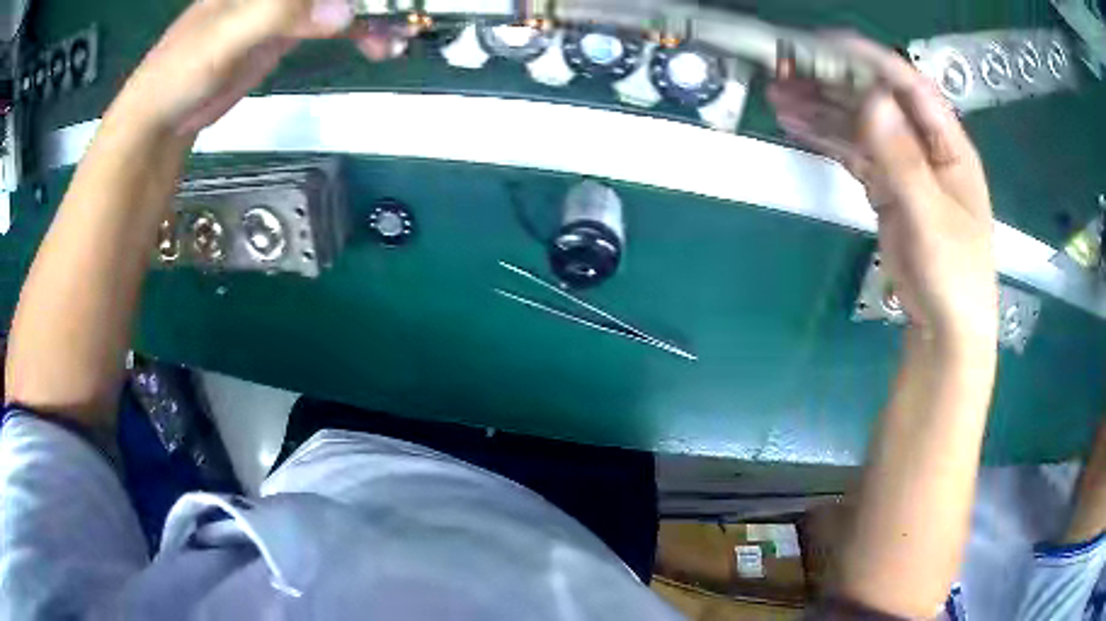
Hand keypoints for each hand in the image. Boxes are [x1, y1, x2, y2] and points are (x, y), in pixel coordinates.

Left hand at [110, 0, 411, 135]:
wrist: (162, 116)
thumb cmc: (180, 71)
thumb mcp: (225, 38)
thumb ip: (280, 15)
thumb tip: (345, 11)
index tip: (383, 0)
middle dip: (376, 0)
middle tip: (409, 15)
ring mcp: (287, 6)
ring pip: (342, 1)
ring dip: (377, 14)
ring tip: (400, 38)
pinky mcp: (288, 32)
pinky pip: (335, 23)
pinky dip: (360, 32)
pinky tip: (379, 47)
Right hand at [769, 35, 997, 345]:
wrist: (947, 329)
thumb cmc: (955, 275)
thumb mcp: (932, 218)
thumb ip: (903, 160)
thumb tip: (871, 99)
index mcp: (948, 145)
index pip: (909, 86)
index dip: (869, 60)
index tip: (824, 45)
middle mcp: (925, 146)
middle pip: (877, 100)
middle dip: (833, 82)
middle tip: (785, 70)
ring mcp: (905, 167)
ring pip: (860, 125)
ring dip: (821, 108)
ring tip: (778, 95)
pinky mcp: (887, 189)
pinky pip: (854, 154)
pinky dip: (827, 139)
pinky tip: (798, 126)